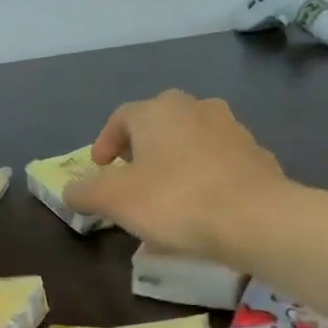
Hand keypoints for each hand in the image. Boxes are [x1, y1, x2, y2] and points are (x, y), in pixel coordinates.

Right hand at [63, 89, 293, 263]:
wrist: (255, 219)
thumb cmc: (174, 200)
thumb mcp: (113, 200)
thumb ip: (85, 192)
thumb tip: (70, 190)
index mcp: (158, 111)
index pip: (121, 117)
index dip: (105, 142)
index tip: (99, 169)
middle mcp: (196, 108)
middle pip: (158, 125)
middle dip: (140, 149)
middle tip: (130, 178)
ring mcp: (232, 130)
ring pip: (190, 143)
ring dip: (172, 164)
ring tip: (164, 197)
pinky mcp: (257, 157)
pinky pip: (217, 164)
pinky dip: (202, 179)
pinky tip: (198, 210)